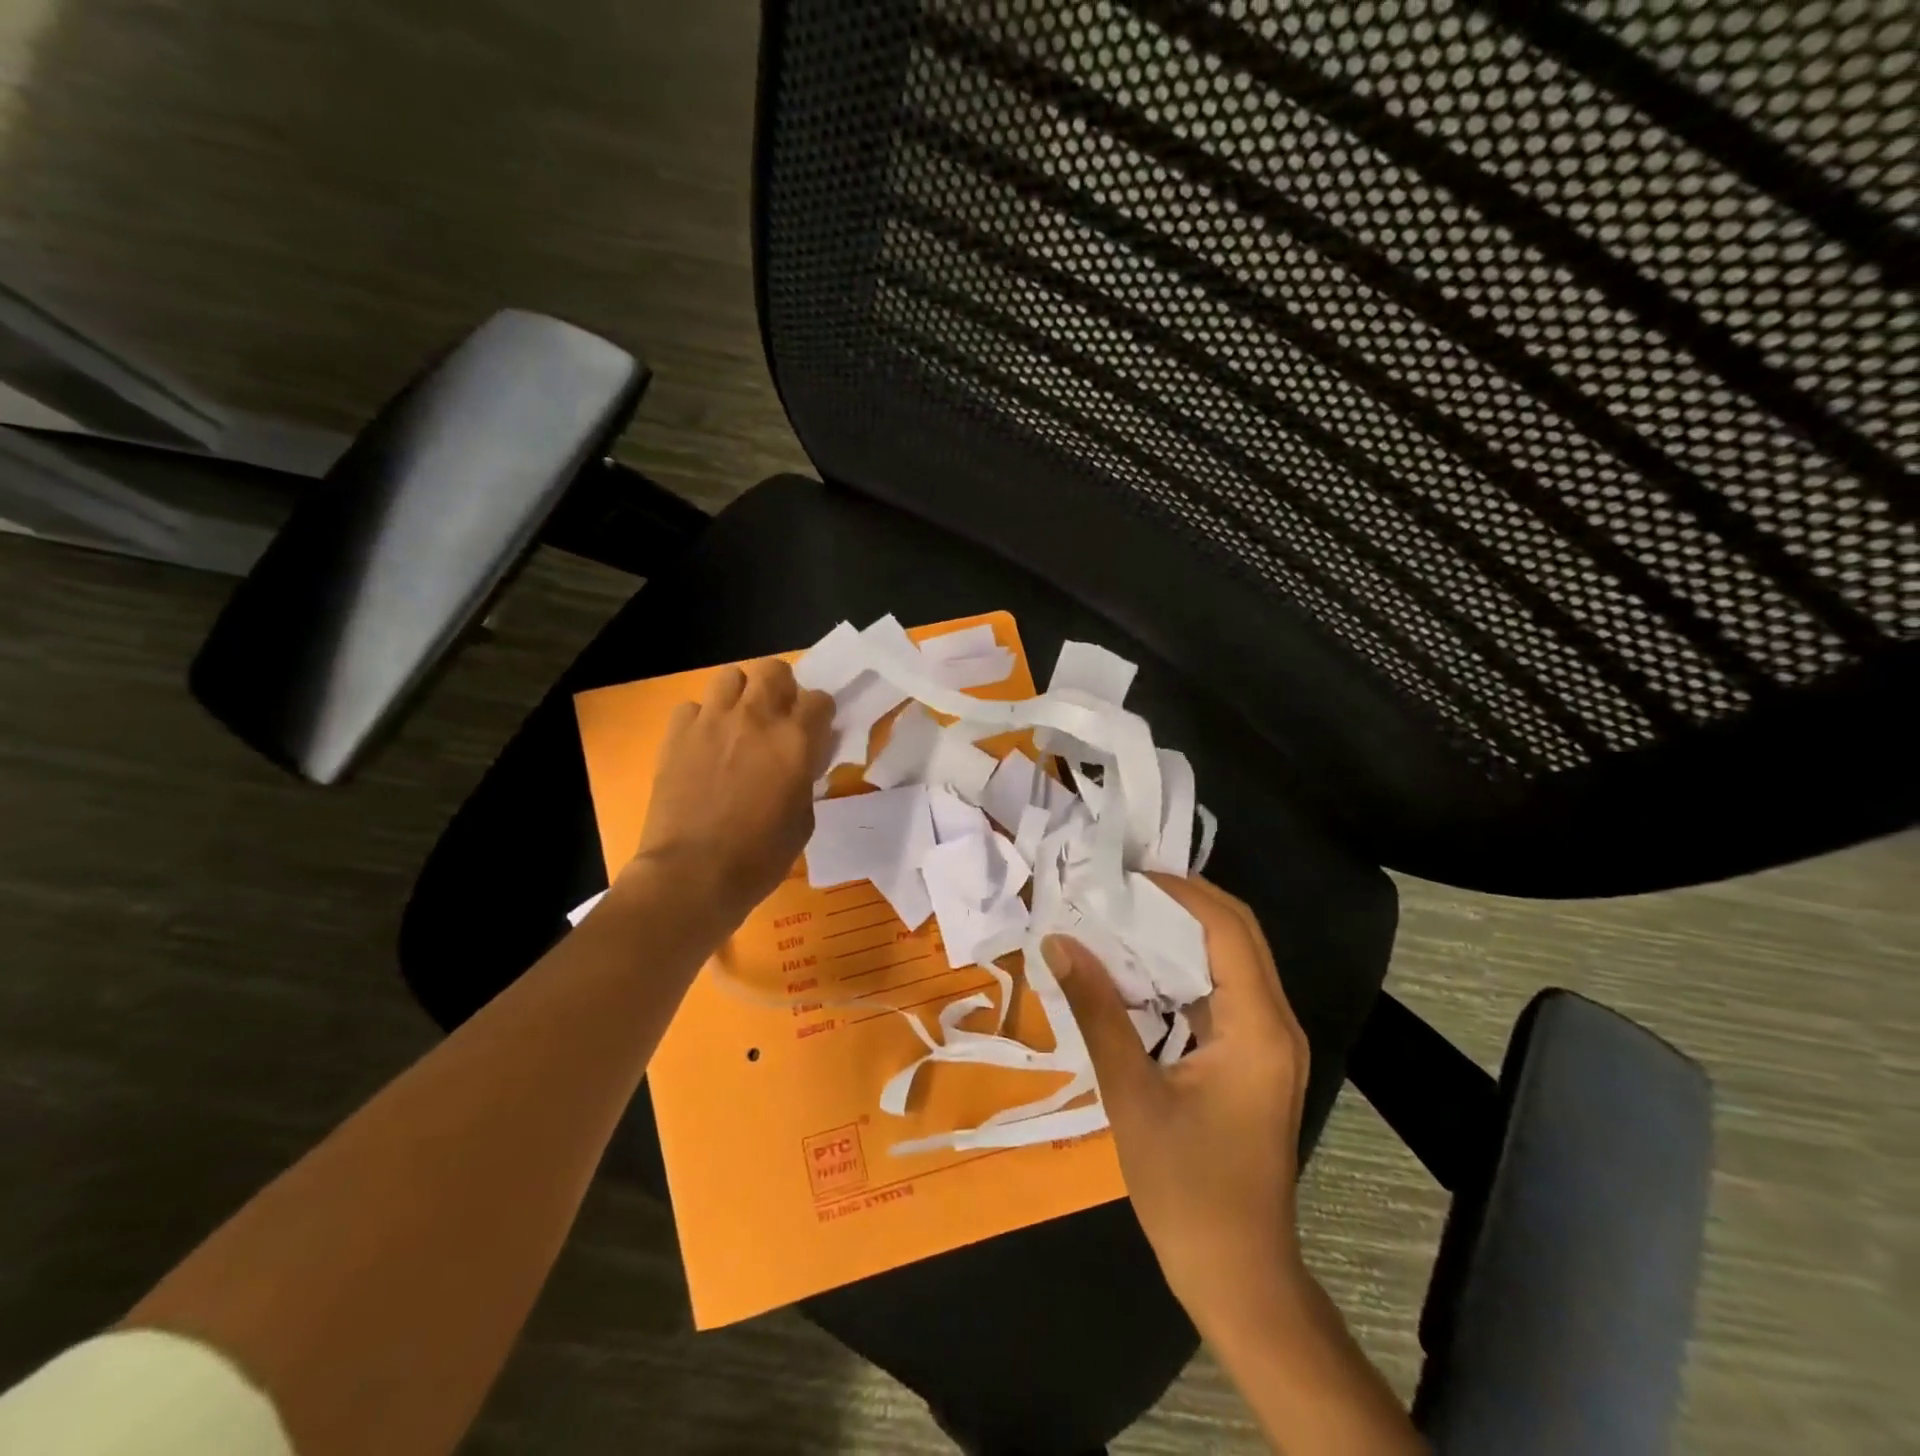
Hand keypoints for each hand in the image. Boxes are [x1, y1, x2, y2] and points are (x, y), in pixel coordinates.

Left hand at [628, 659, 833, 925]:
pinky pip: (692, 707)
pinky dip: (701, 719)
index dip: (820, 714)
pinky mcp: (677, 734)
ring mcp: (712, 721)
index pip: (820, 699)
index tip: (815, 732)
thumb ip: (805, 778)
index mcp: (795, 740)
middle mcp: (756, 718)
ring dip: (741, 694)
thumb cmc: (759, 856)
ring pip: (730, 676)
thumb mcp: (803, 819)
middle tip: (778, 717)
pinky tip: (703, 744)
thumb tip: (801, 761)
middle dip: (782, 688)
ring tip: (739, 722)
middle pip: (774, 669)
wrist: (692, 874)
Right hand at [1044, 875, 1311, 1335]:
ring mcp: (1270, 1042)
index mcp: (1257, 1027)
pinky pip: (1224, 990)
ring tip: (1120, 913)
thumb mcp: (1132, 1095)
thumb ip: (1097, 1011)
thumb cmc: (1186, 1190)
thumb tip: (1059, 943)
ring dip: (1181, 931)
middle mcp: (1276, 1023)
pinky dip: (1183, 967)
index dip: (1179, 891)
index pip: (1228, 928)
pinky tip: (1138, 967)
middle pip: (1238, 933)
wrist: (1237, 1274)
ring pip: (1232, 958)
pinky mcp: (1255, 1058)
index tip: (1122, 876)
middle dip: (1181, 900)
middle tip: (1118, 886)